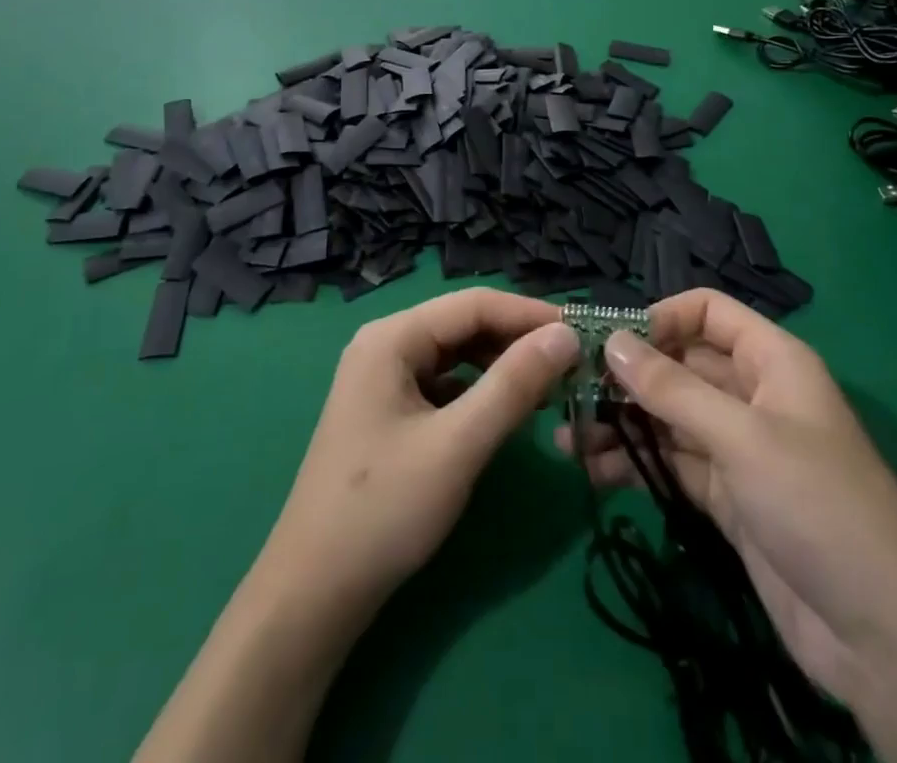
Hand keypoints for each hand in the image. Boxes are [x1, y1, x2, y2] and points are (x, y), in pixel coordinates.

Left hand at [262, 287, 580, 621]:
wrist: (313, 593)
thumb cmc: (384, 510)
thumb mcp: (458, 444)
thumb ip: (513, 385)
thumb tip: (565, 335)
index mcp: (392, 337)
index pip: (474, 304)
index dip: (530, 314)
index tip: (583, 332)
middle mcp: (386, 345)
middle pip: (464, 325)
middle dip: (518, 340)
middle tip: (573, 363)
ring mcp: (384, 379)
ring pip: (457, 355)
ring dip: (502, 366)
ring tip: (549, 385)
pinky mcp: (389, 411)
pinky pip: (445, 385)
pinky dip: (480, 392)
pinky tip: (508, 412)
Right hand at [555, 290, 896, 706]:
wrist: (886, 642)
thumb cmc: (818, 507)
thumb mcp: (742, 438)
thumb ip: (672, 389)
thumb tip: (611, 340)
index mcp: (771, 361)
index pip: (707, 312)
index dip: (660, 318)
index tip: (607, 341)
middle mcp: (752, 395)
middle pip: (680, 365)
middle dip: (627, 374)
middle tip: (566, 388)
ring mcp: (739, 449)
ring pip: (669, 417)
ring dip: (621, 421)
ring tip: (565, 434)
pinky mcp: (728, 499)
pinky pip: (672, 464)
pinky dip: (634, 463)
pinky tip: (592, 470)